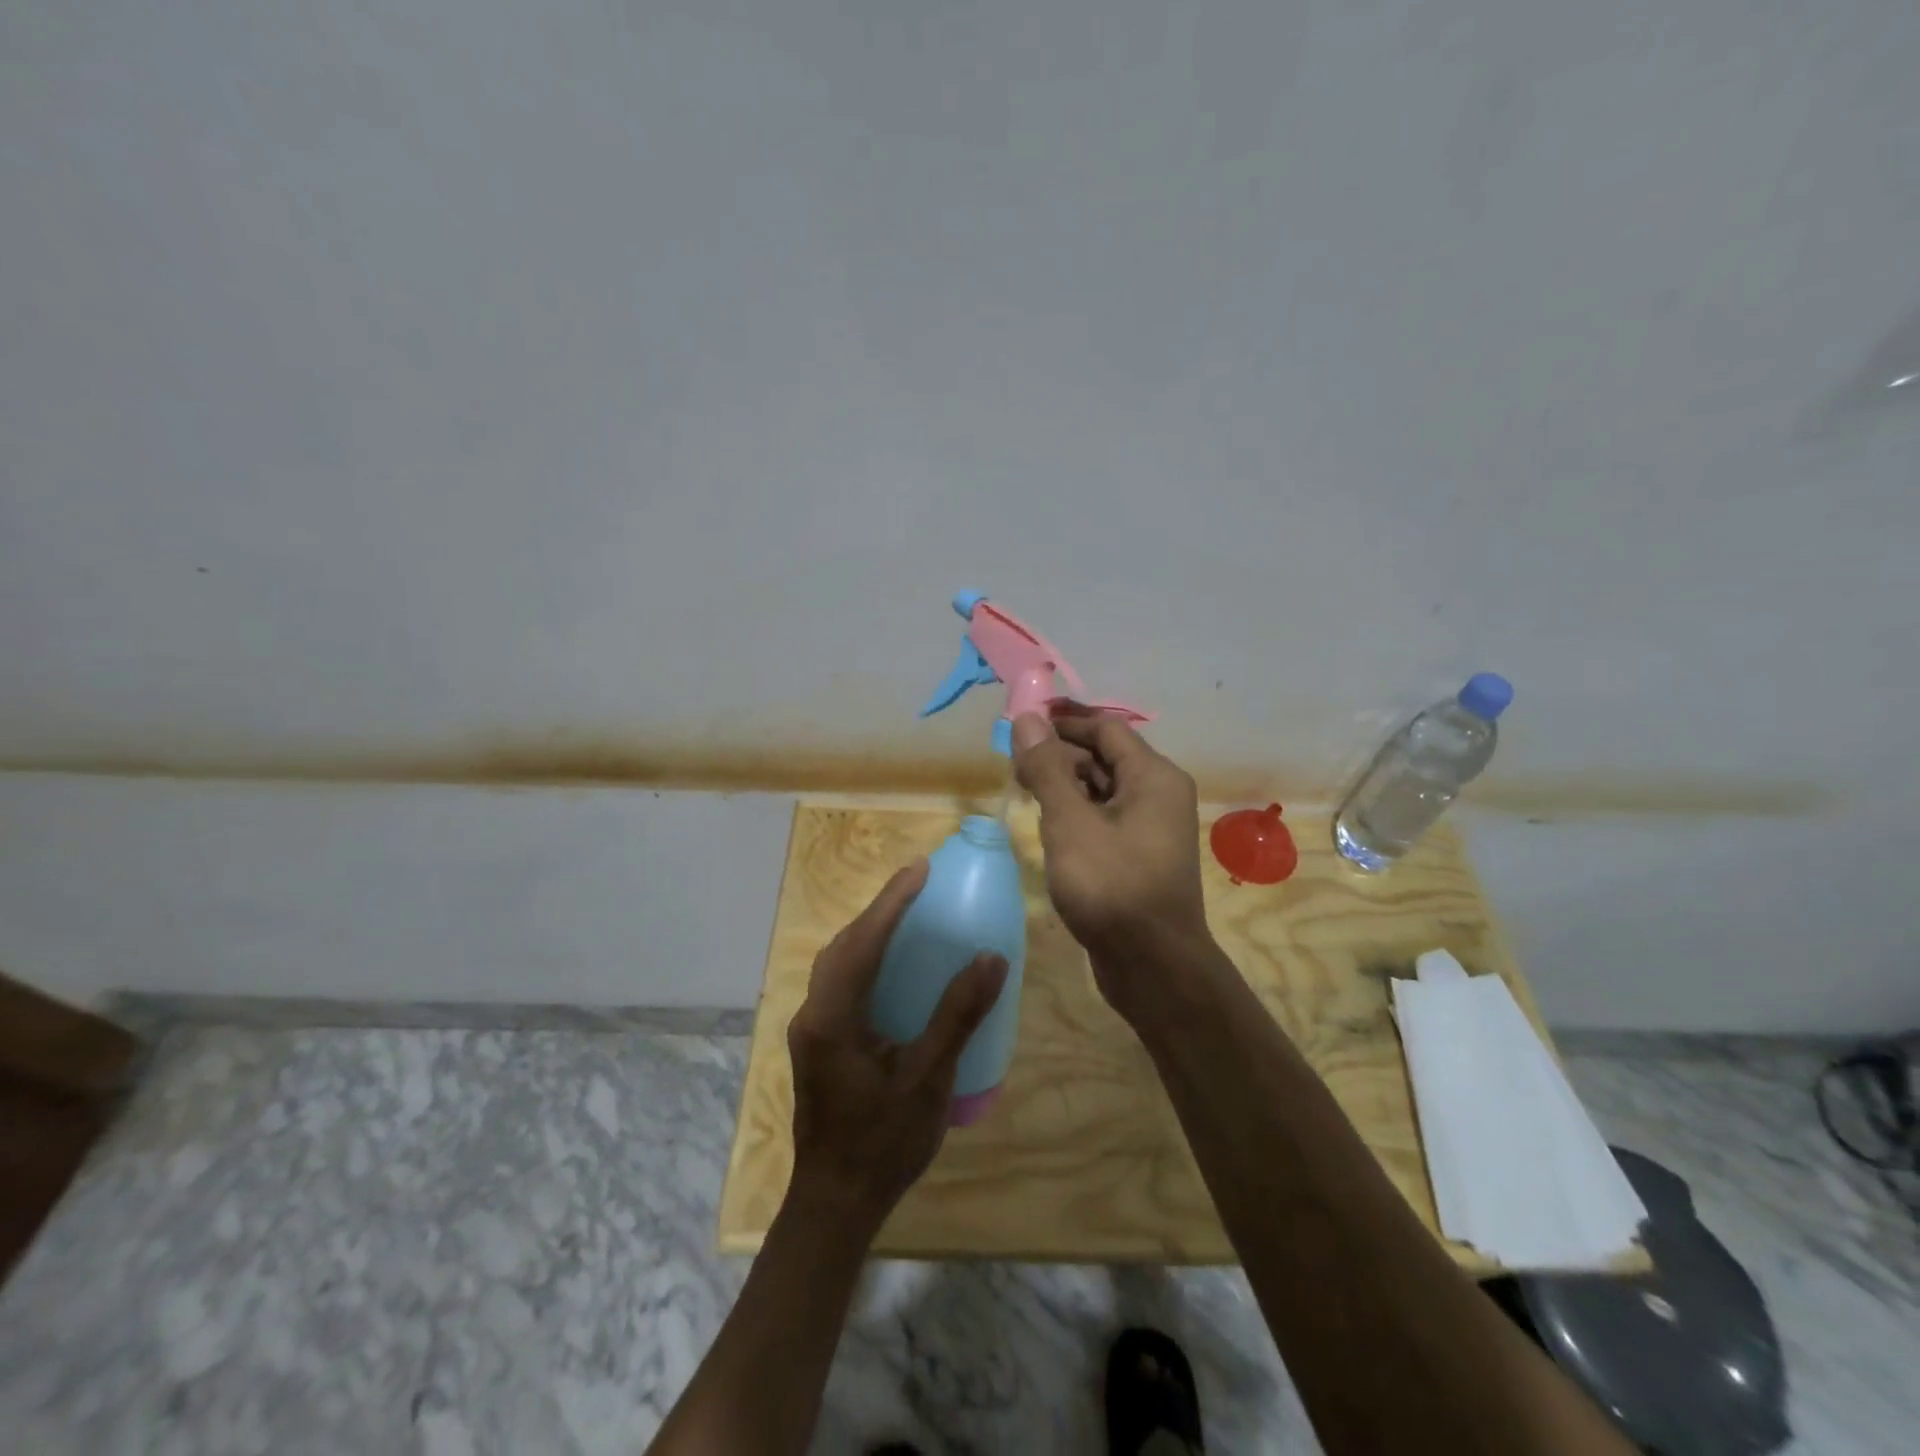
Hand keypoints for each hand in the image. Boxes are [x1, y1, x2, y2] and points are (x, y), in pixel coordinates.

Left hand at [785, 859, 1007, 1232]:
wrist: (835, 1204)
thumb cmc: (883, 1144)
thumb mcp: (928, 1080)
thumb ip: (957, 1016)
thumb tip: (990, 959)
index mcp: (833, 1018)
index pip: (863, 943)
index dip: (891, 902)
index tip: (919, 869)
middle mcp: (814, 1014)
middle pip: (843, 945)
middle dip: (879, 910)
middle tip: (917, 886)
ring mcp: (811, 1029)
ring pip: (837, 963)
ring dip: (869, 933)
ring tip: (906, 914)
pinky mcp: (818, 1042)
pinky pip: (840, 982)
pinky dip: (865, 959)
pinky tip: (891, 965)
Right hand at [1011, 711, 1211, 1018]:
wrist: (1152, 966)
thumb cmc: (1111, 886)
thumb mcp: (1070, 823)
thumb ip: (1047, 769)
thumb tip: (1027, 718)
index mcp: (1153, 776)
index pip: (1105, 729)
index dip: (1063, 721)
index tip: (1020, 723)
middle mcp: (1159, 794)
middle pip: (1104, 757)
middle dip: (1059, 755)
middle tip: (1013, 763)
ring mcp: (1151, 827)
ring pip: (1102, 790)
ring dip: (1065, 785)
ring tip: (1022, 790)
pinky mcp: (1138, 856)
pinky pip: (1105, 819)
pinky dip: (1076, 814)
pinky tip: (1047, 826)